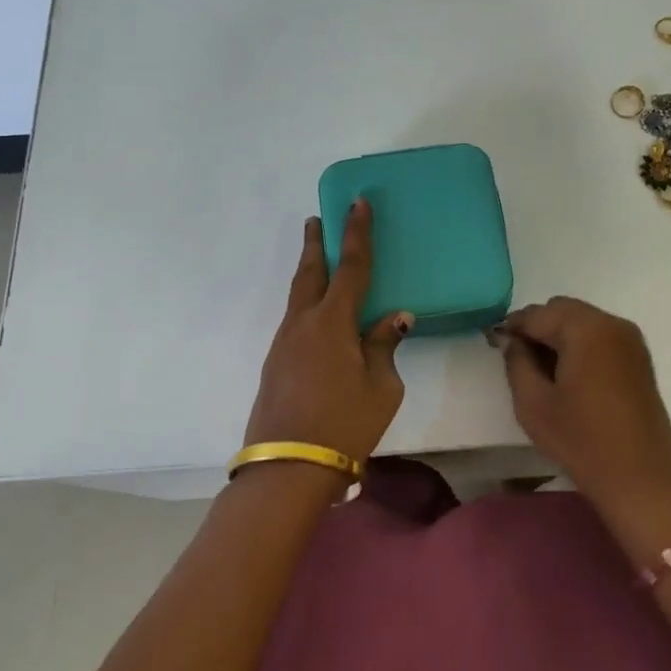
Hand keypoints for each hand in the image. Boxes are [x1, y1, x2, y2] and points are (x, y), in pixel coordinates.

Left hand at [243, 201, 412, 460]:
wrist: (288, 467)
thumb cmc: (345, 424)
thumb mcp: (381, 387)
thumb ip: (384, 346)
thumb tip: (394, 317)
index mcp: (333, 322)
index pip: (350, 267)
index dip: (355, 233)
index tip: (356, 202)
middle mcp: (304, 324)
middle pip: (310, 272)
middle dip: (316, 243)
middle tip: (317, 218)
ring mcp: (284, 343)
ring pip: (298, 296)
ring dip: (309, 272)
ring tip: (316, 258)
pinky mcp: (276, 363)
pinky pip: (295, 319)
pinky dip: (307, 303)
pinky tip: (317, 316)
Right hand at [499, 296, 670, 516]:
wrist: (641, 480)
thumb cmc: (582, 442)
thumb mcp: (533, 404)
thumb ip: (516, 362)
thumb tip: (511, 339)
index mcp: (585, 329)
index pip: (537, 314)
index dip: (512, 327)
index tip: (493, 344)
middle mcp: (611, 323)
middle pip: (561, 310)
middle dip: (537, 328)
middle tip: (518, 360)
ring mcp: (630, 339)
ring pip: (581, 321)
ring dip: (558, 335)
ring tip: (543, 371)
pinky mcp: (639, 357)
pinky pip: (600, 335)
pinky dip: (580, 344)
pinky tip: (569, 376)